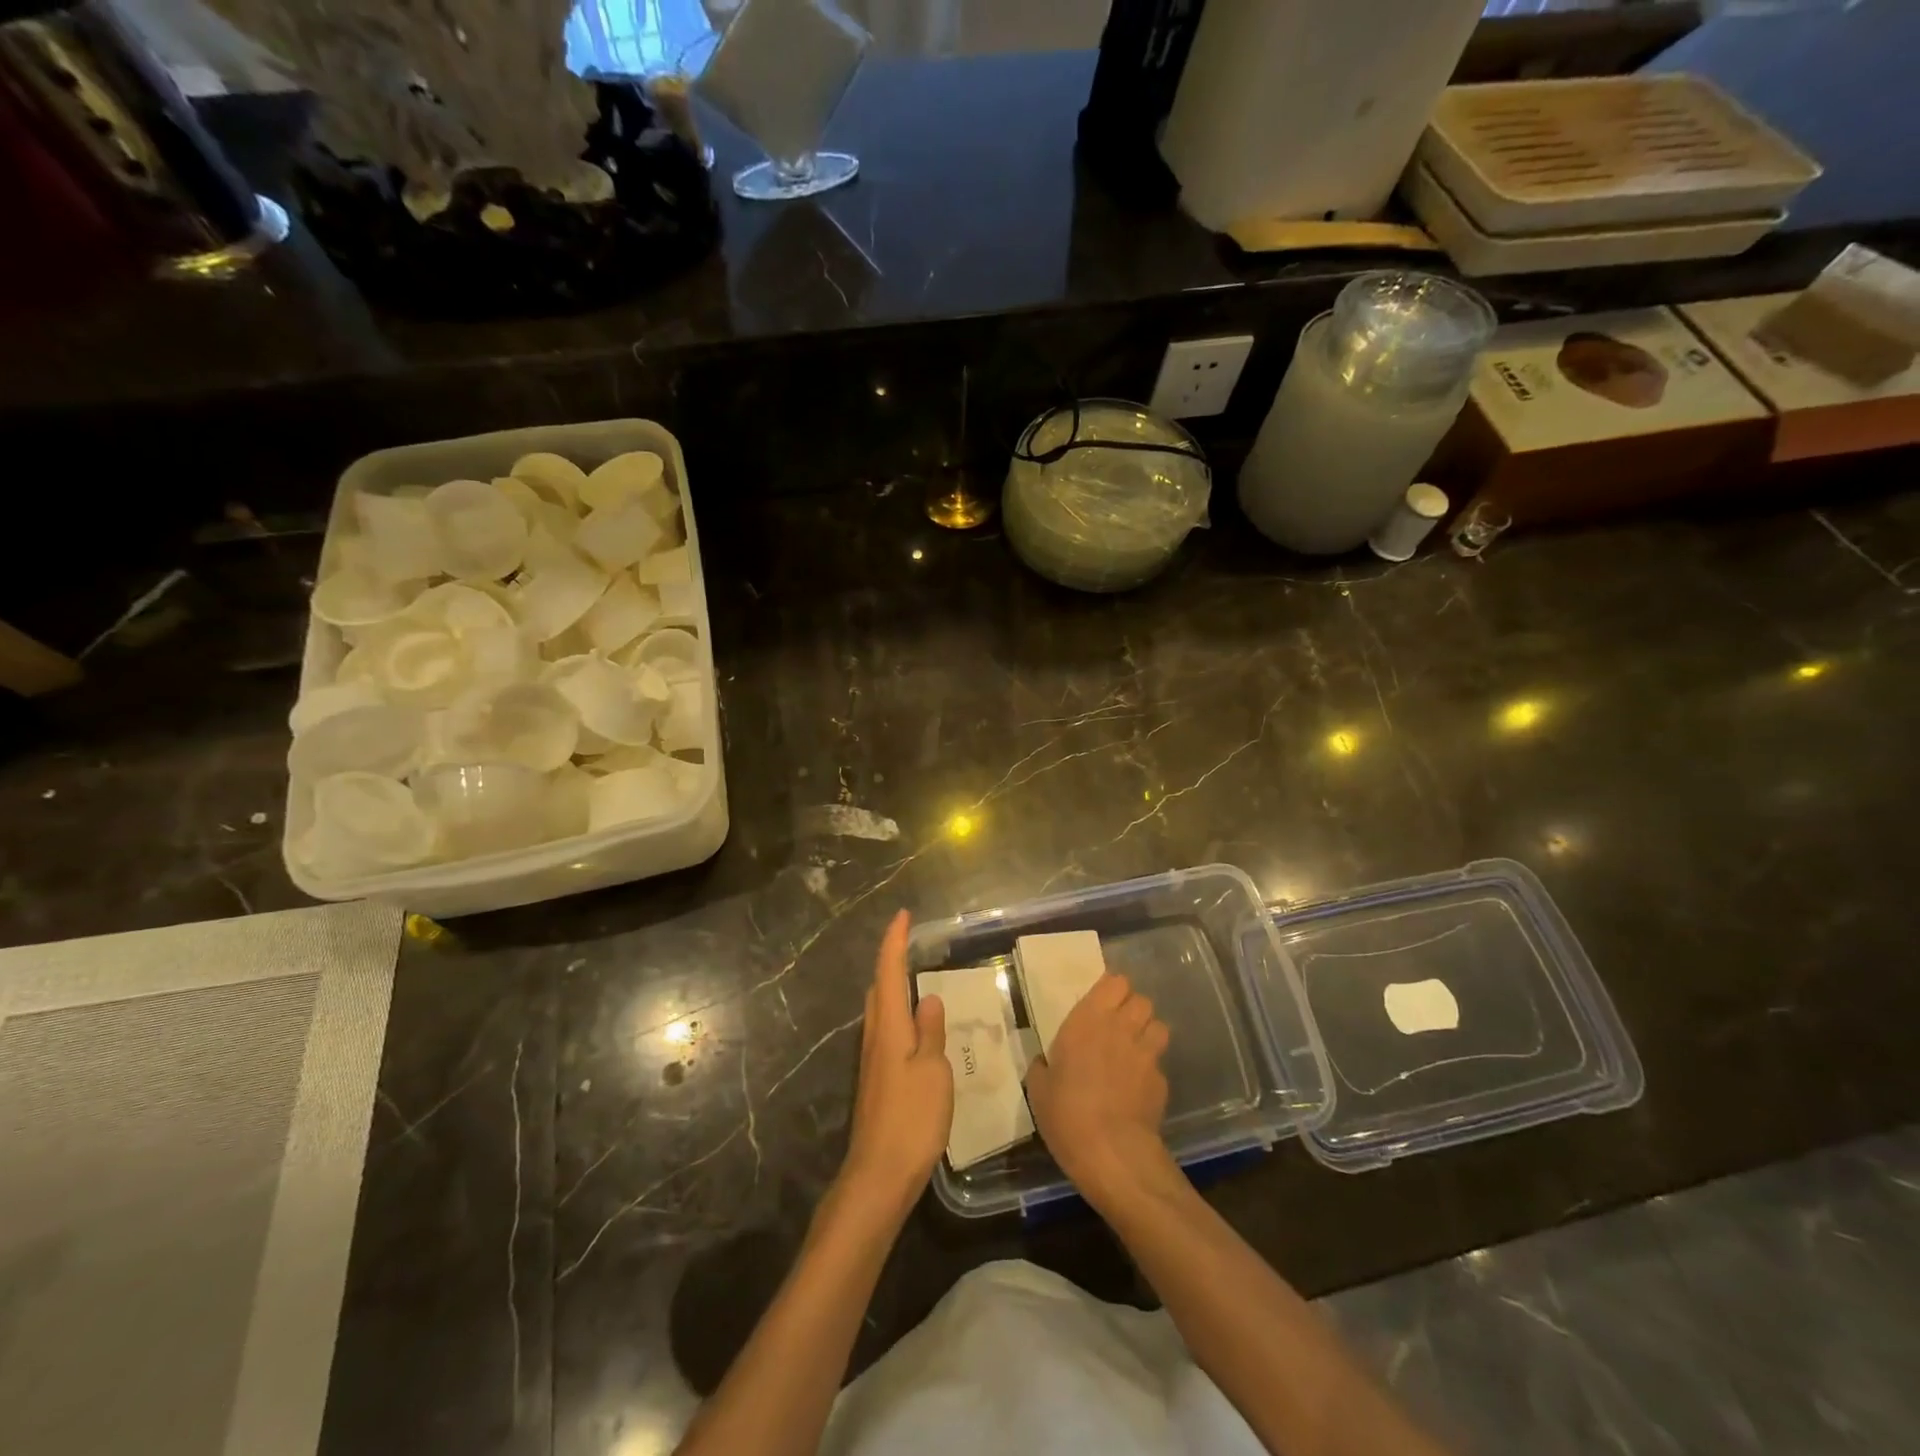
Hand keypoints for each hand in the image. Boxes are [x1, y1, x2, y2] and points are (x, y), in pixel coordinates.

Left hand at [840, 910, 952, 1214]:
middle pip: (879, 987)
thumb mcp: (932, 1072)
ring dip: (893, 985)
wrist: (879, 1174)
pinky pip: (885, 1029)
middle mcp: (875, 1036)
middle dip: (890, 960)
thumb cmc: (911, 1119)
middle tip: (910, 942)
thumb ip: (931, 1032)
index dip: (894, 941)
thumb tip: (929, 997)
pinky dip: (897, 1012)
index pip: (889, 972)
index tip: (903, 915)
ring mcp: (872, 1060)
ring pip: (880, 1009)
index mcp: (889, 1027)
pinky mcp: (876, 1079)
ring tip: (915, 976)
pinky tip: (914, 1025)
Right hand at [1025, 973, 1172, 1206]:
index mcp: (1088, 1020)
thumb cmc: (1066, 1113)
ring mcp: (1146, 1054)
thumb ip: (1043, 1066)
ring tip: (1134, 1049)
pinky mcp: (1162, 1081)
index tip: (1101, 1003)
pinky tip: (1139, 1086)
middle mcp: (1121, 1028)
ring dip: (1147, 1032)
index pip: (1115, 982)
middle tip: (1117, 1026)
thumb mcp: (1039, 1089)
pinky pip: (1159, 1062)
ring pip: (1158, 1025)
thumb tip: (1044, 1062)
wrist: (1111, 1152)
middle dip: (1132, 1008)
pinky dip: (1151, 1068)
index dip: (1112, 990)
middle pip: (1141, 999)